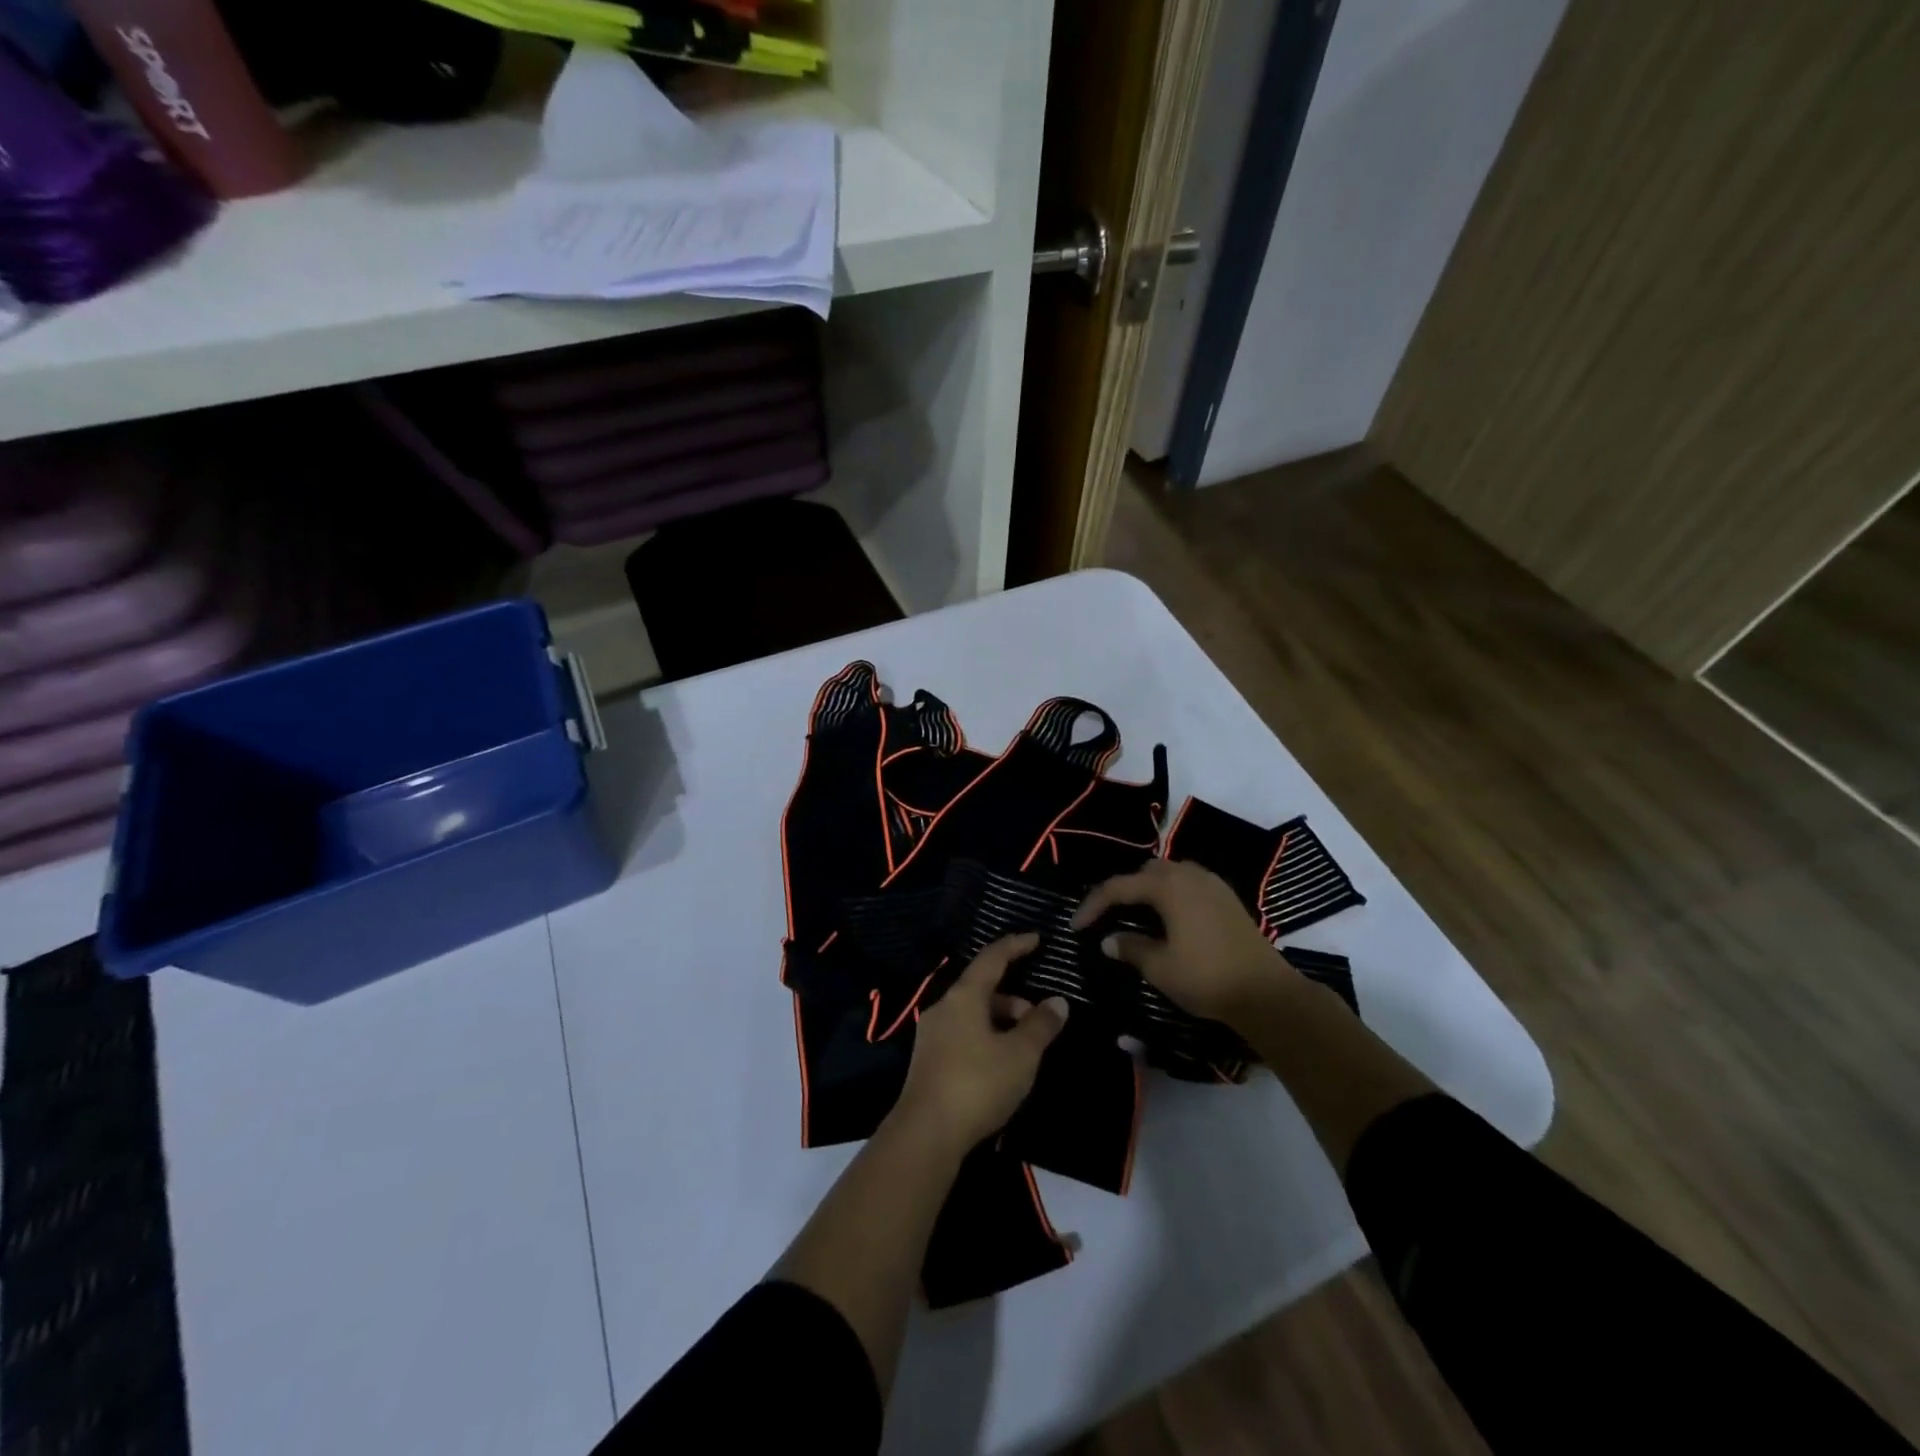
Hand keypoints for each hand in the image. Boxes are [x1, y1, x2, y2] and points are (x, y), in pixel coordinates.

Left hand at [892, 934, 1068, 1152]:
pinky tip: (1001, 1063)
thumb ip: (1041, 1025)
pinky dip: (986, 1036)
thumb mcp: (1020, 1054)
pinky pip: (963, 1034)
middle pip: (982, 988)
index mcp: (964, 996)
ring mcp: (932, 1034)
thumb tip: (1057, 1002)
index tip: (1036, 939)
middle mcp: (944, 1007)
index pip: (992, 958)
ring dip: (1001, 1020)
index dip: (1015, 946)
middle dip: (1014, 997)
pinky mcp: (928, 1060)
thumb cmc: (978, 1084)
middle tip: (1040, 1018)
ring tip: (1025, 1046)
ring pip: (973, 1013)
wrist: (926, 1134)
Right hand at [1073, 858, 1296, 1023]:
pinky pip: (1188, 884)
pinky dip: (1170, 895)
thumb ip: (1130, 948)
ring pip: (1169, 874)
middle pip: (1145, 872)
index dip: (1093, 904)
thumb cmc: (1207, 977)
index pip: (1118, 887)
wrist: (1268, 993)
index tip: (1076, 927)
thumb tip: (1109, 940)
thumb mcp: (1160, 967)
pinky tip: (1167, 919)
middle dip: (1121, 891)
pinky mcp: (1227, 898)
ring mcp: (1212, 884)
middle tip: (1105, 916)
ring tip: (1134, 915)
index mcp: (1167, 886)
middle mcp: (1188, 875)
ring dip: (1147, 890)